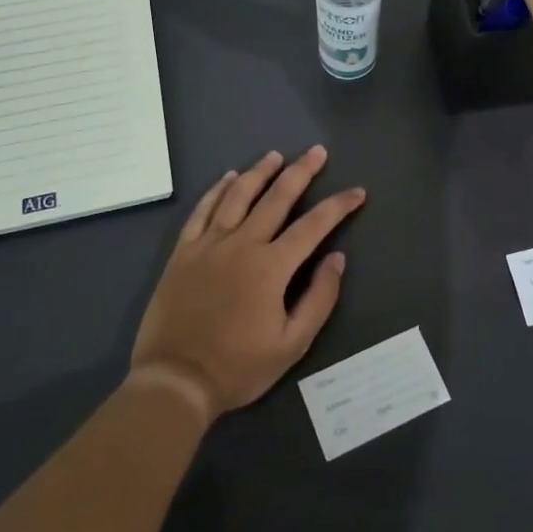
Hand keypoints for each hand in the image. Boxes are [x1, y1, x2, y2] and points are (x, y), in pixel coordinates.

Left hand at [129, 146, 365, 424]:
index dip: (338, 205)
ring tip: (275, 156)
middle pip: (276, 197)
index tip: (357, 192)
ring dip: (259, 172)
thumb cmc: (238, 367)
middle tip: (317, 151)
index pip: (314, 225)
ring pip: (238, 195)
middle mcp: (242, 244)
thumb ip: (319, 298)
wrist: (175, 380)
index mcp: (271, 266)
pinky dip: (216, 190)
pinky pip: (202, 211)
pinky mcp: (183, 252)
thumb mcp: (292, 344)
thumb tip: (336, 258)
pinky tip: (227, 178)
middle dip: (301, 171)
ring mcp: (209, 244)